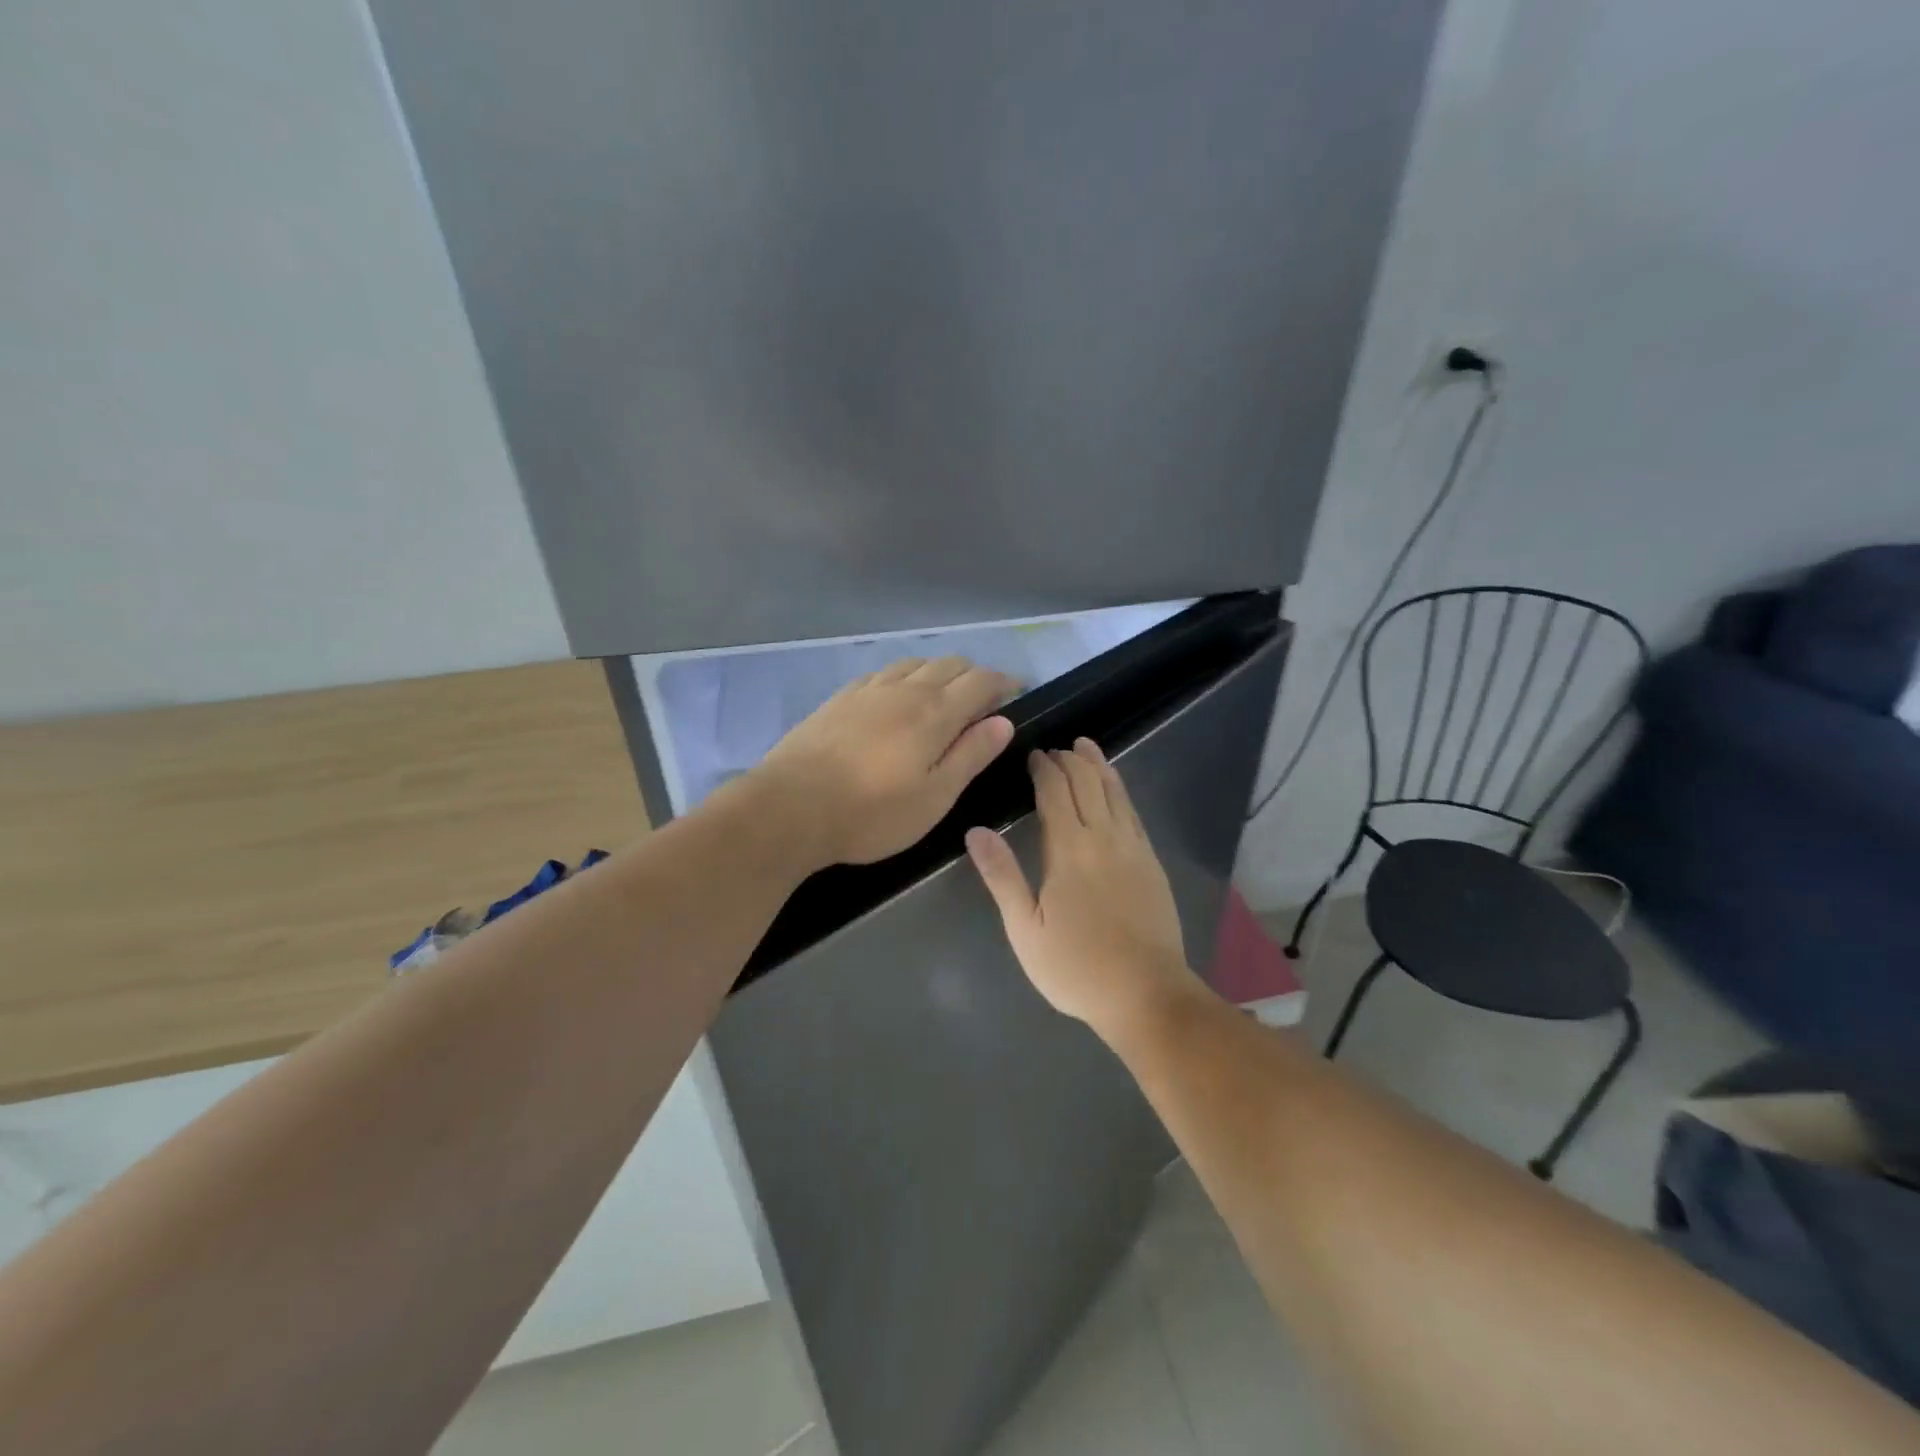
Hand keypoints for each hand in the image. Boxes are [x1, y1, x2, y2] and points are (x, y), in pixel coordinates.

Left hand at [753, 657, 1018, 867]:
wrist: (790, 808)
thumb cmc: (871, 814)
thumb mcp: (934, 797)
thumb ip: (970, 755)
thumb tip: (1003, 722)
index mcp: (934, 713)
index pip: (981, 681)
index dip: (1004, 683)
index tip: (1017, 693)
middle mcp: (904, 690)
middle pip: (950, 664)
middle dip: (975, 675)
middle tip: (984, 701)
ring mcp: (868, 690)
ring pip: (915, 663)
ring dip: (939, 673)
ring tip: (943, 697)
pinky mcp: (839, 699)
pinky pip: (883, 673)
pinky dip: (904, 677)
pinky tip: (896, 697)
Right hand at [966, 738, 1208, 1038]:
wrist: (1146, 994)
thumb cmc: (1076, 967)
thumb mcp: (1025, 929)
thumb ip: (1002, 876)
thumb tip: (976, 831)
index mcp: (1069, 849)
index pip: (1055, 791)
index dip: (1043, 768)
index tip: (1033, 755)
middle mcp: (1104, 837)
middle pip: (1087, 782)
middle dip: (1068, 760)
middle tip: (1053, 751)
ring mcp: (1133, 848)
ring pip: (1115, 791)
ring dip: (1098, 765)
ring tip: (1085, 747)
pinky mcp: (1152, 862)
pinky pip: (1134, 811)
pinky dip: (1120, 789)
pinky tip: (1115, 787)